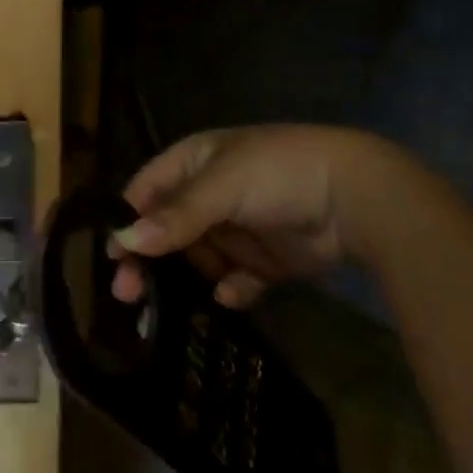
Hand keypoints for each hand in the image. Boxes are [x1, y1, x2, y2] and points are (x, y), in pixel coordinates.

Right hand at [109, 125, 427, 308]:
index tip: (113, 258)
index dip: (127, 220)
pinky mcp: (268, 259)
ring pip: (199, 258)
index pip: (147, 191)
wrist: (359, 196)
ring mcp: (241, 227)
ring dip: (186, 280)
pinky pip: (238, 278)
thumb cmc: (279, 174)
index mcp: (194, 162)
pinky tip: (231, 295)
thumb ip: (176, 216)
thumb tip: (124, 240)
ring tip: (169, 310)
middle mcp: (211, 194)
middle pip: (167, 230)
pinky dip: (232, 288)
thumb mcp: (222, 186)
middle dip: (149, 260)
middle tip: (129, 296)